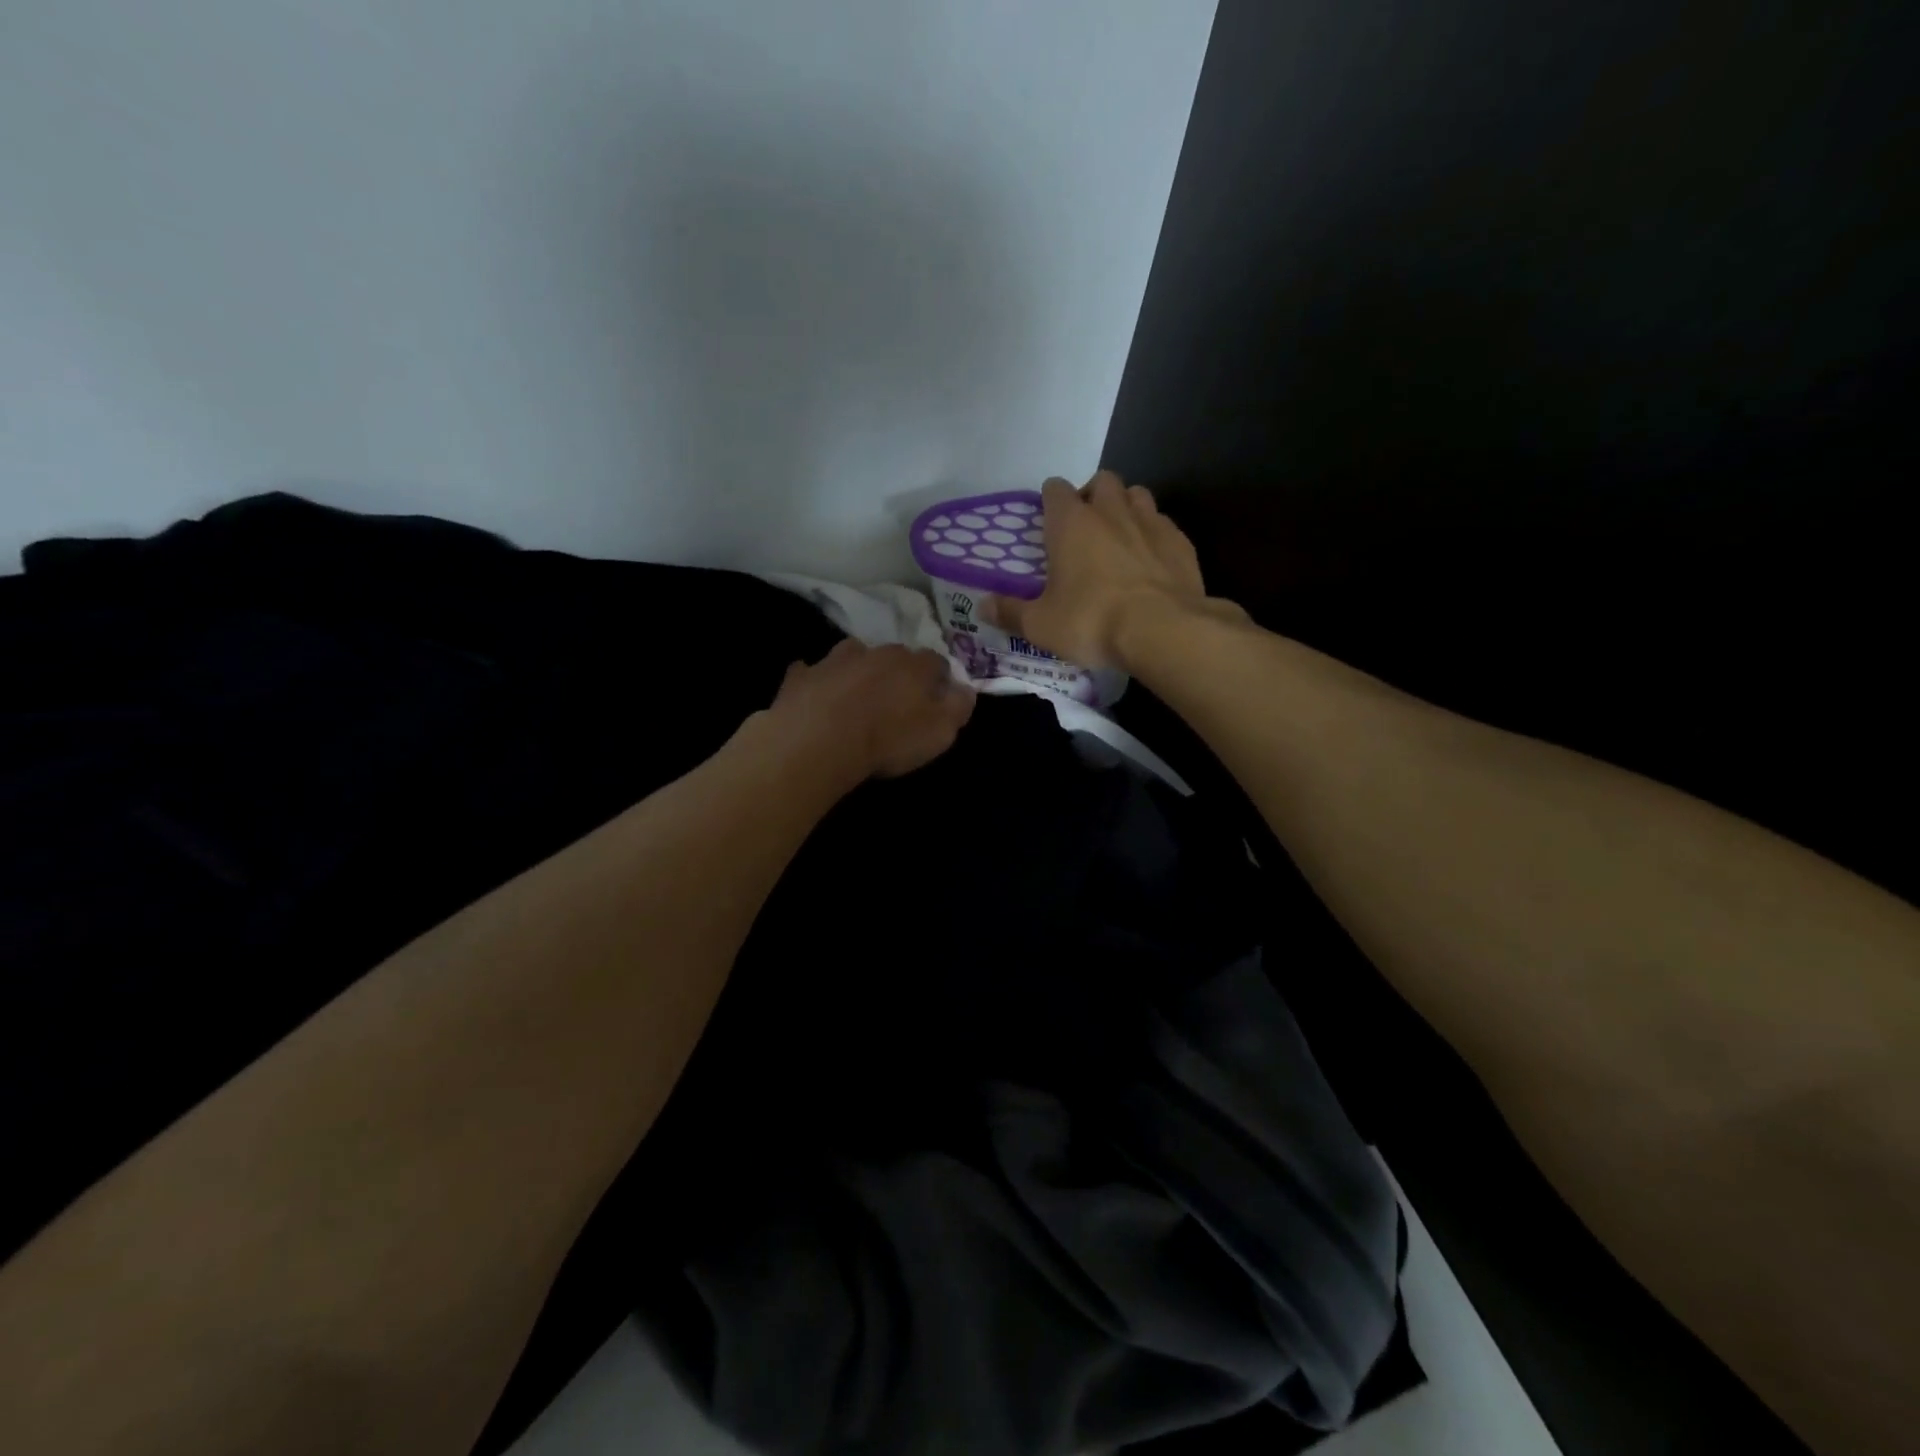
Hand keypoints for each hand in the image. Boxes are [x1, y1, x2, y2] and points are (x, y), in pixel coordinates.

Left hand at [768, 639, 974, 779]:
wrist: (819, 741)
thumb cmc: (888, 739)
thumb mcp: (940, 733)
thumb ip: (958, 708)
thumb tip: (966, 688)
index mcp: (914, 665)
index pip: (936, 662)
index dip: (939, 678)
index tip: (937, 697)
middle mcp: (876, 652)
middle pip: (895, 654)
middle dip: (899, 670)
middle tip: (897, 697)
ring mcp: (835, 660)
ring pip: (853, 654)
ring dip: (858, 668)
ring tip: (856, 692)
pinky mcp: (802, 676)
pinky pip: (811, 671)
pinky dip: (817, 680)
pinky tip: (816, 694)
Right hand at [989, 471, 1237, 671]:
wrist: (1163, 631)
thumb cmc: (1092, 621)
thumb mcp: (1041, 625)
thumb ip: (1010, 613)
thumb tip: (982, 606)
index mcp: (1071, 523)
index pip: (1055, 489)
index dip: (1050, 501)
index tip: (1048, 521)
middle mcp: (1111, 511)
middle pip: (1102, 481)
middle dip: (1092, 496)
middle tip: (1085, 528)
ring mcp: (1151, 522)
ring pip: (1137, 495)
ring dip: (1126, 508)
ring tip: (1120, 538)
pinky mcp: (1181, 543)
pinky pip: (1164, 525)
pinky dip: (1155, 536)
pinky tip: (1151, 562)